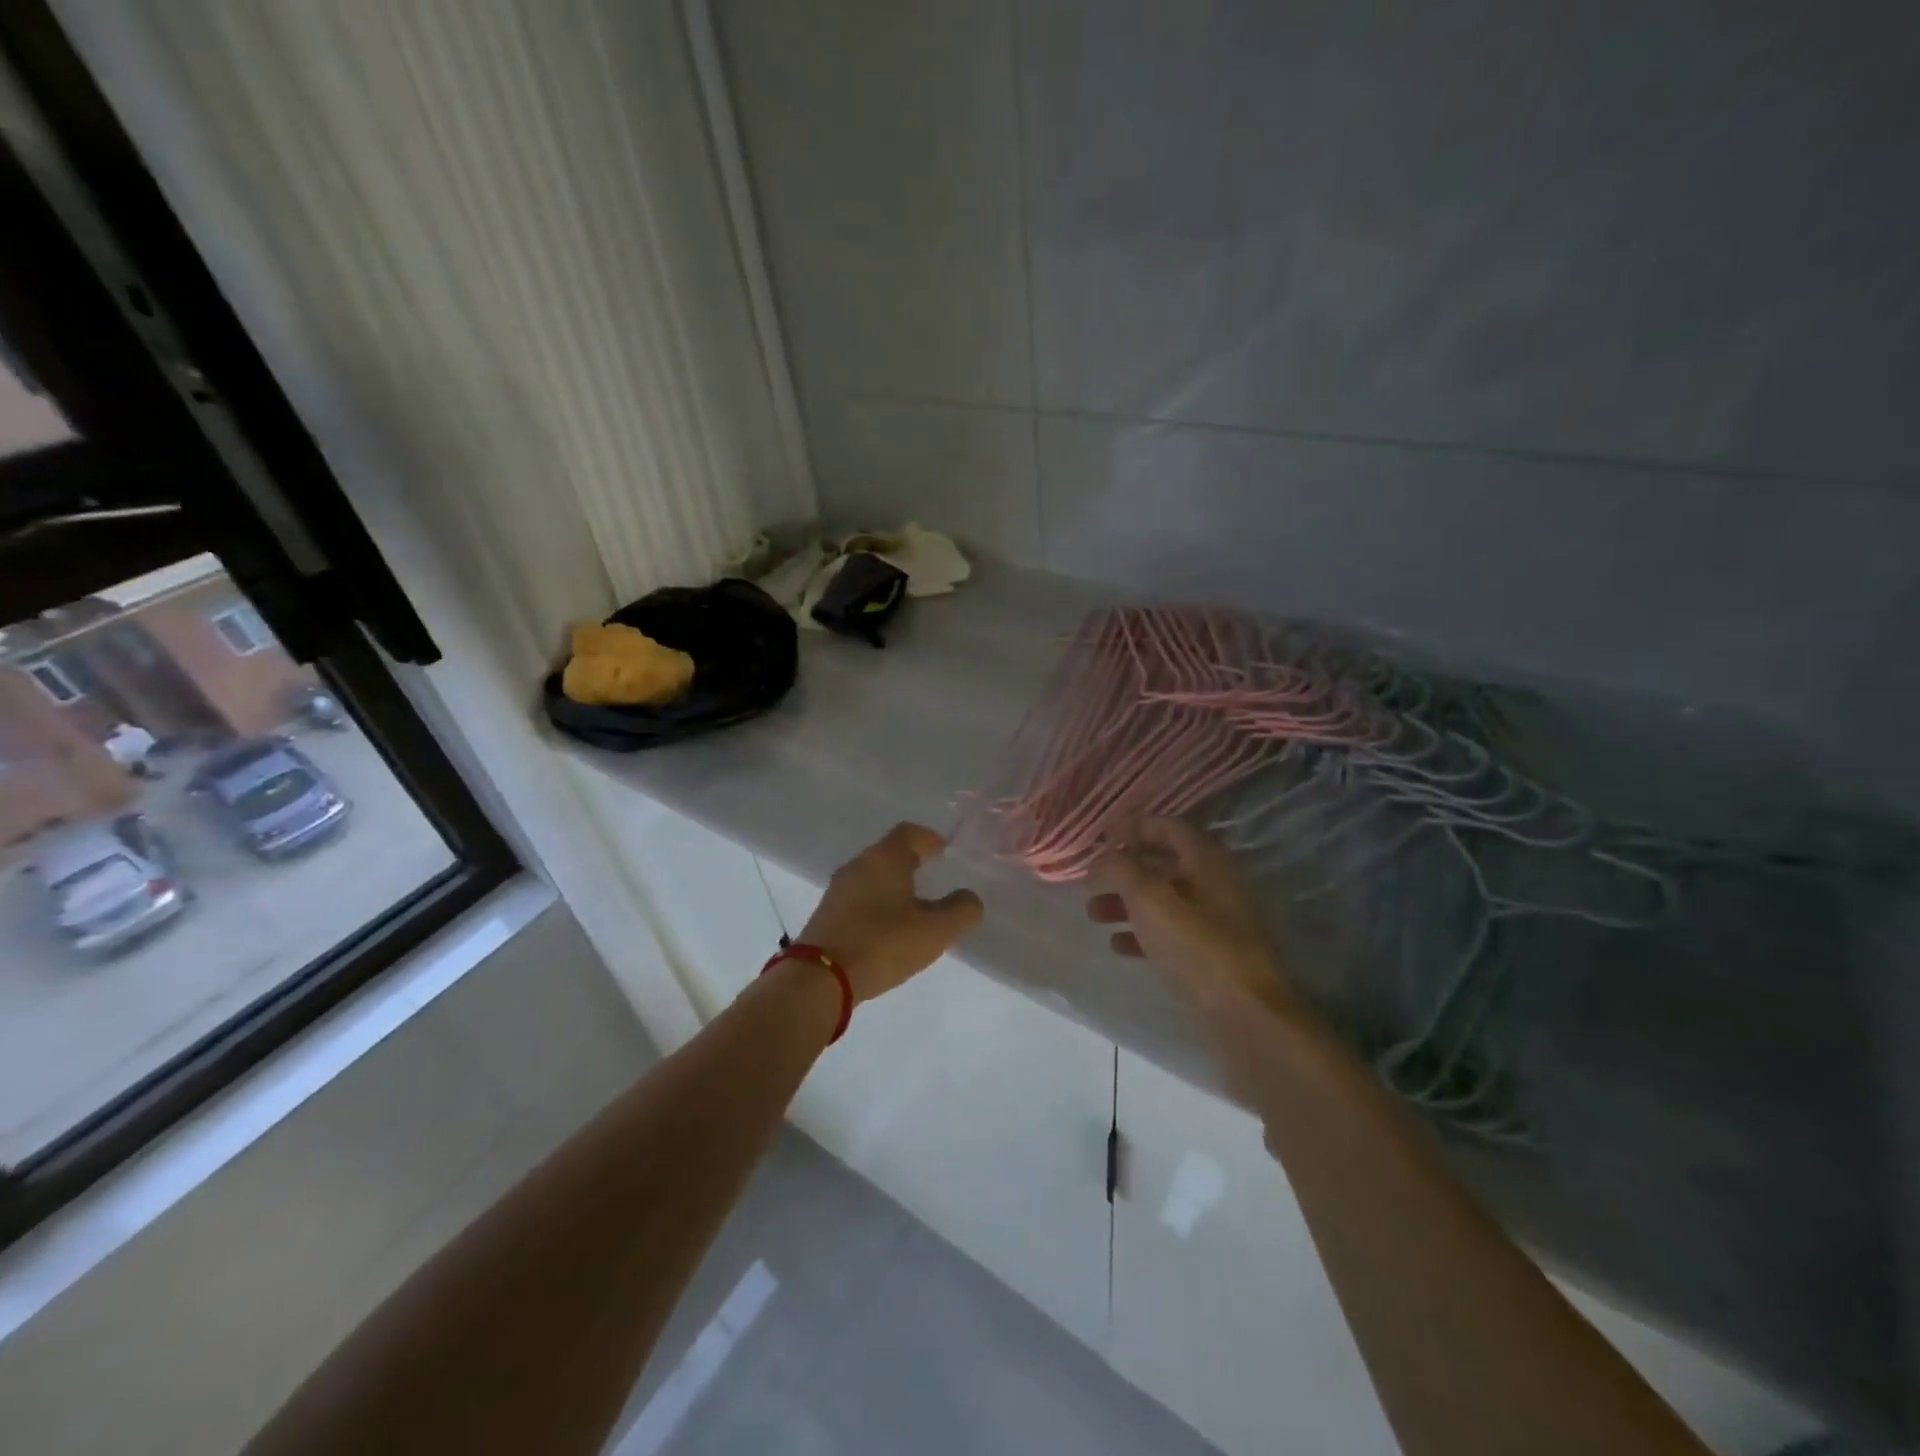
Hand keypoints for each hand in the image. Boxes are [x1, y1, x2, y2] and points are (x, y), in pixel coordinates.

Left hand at [799, 823, 983, 1002]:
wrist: (819, 978)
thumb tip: (969, 898)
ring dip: (892, 884)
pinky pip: (859, 898)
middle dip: (911, 861)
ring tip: (913, 905)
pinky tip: (886, 927)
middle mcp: (859, 865)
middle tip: (932, 876)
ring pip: (872, 875)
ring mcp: (838, 890)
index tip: (943, 851)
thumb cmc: (882, 943)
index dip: (929, 838)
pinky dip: (876, 903)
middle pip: (888, 852)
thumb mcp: (935, 930)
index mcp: (885, 858)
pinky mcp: (826, 914)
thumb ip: (961, 910)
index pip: (909, 832)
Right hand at [1088, 817, 1298, 1018]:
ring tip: (1093, 914)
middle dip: (1123, 869)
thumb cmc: (1196, 948)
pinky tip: (1117, 945)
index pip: (1168, 826)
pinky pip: (1169, 933)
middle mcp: (1214, 884)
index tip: (1101, 837)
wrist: (1245, 1017)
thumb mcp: (1150, 901)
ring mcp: (1214, 921)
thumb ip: (1120, 870)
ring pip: (1162, 900)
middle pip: (1162, 864)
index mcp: (1206, 861)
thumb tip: (1101, 858)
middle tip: (1090, 879)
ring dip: (1126, 902)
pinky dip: (1141, 933)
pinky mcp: (1210, 955)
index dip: (1133, 826)